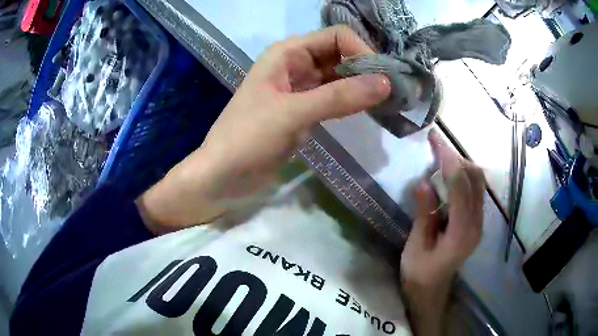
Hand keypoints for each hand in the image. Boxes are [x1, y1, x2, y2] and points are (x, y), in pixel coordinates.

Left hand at [137, 26, 390, 233]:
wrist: (223, 177)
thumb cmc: (247, 139)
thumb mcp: (292, 114)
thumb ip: (339, 97)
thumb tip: (387, 83)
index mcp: (287, 53)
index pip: (337, 37)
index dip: (362, 51)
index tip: (383, 79)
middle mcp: (296, 64)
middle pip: (341, 55)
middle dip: (368, 69)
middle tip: (396, 91)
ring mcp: (301, 88)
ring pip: (340, 77)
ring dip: (364, 86)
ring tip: (391, 101)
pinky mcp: (305, 111)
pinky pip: (335, 98)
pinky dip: (353, 102)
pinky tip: (372, 110)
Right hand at [400, 129, 484, 334]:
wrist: (432, 290)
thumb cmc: (419, 272)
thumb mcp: (416, 246)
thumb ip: (424, 215)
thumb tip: (423, 183)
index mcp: (461, 233)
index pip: (460, 187)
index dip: (449, 161)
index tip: (435, 141)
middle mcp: (477, 224)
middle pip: (475, 179)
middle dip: (457, 157)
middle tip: (437, 144)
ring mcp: (480, 222)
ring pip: (479, 182)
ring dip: (462, 164)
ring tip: (442, 156)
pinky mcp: (477, 221)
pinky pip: (476, 190)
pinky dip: (465, 175)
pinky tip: (450, 173)